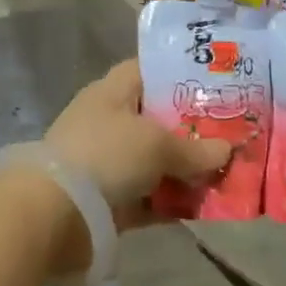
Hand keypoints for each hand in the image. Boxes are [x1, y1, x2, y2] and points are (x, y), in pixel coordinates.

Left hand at [43, 60, 231, 227]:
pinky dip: (171, 202)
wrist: (54, 214)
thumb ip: (195, 149)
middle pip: (157, 119)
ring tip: (225, 173)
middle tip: (231, 133)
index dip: (179, 74)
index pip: (148, 71)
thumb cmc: (106, 156)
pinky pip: (148, 197)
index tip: (214, 85)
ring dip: (185, 170)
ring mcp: (106, 163)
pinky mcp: (108, 201)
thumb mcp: (157, 145)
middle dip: (192, 128)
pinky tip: (203, 207)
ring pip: (155, 161)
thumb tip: (227, 150)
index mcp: (111, 92)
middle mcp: (108, 122)